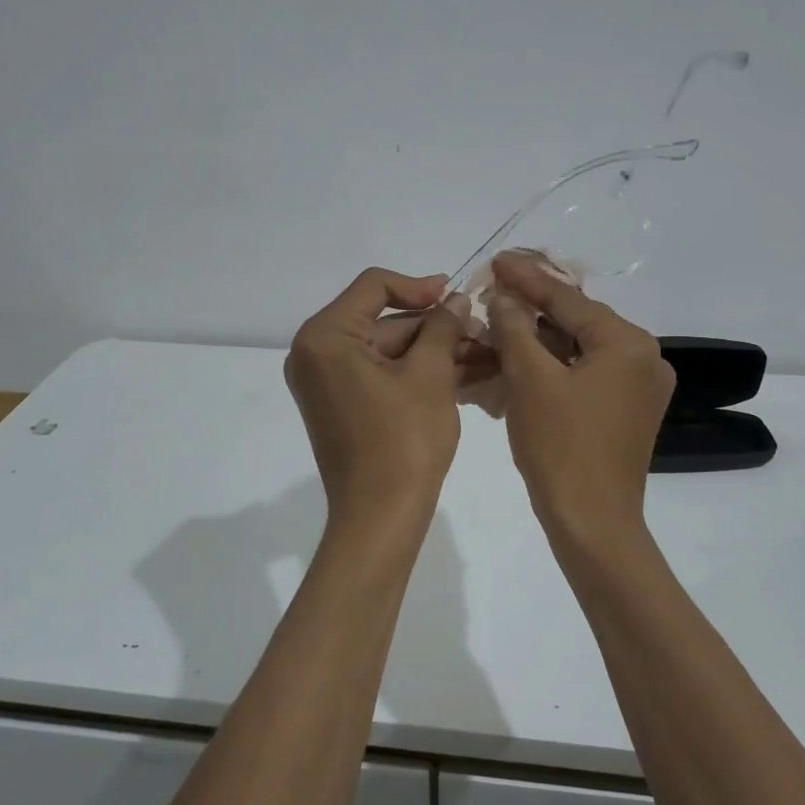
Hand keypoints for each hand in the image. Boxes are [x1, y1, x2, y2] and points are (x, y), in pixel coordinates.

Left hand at [285, 268, 465, 521]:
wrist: (380, 517)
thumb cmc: (403, 441)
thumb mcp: (430, 376)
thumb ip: (442, 327)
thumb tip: (456, 300)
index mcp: (325, 337)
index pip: (374, 287)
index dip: (420, 286)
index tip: (458, 297)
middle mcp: (317, 354)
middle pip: (385, 322)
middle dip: (438, 329)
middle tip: (485, 333)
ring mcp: (328, 383)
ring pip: (390, 352)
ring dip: (436, 353)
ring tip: (487, 356)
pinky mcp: (344, 406)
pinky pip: (384, 377)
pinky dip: (420, 375)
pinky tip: (467, 376)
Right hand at [487, 251, 674, 537]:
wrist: (592, 522)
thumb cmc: (560, 447)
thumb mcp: (530, 380)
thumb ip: (515, 329)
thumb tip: (504, 296)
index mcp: (628, 344)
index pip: (569, 300)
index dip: (527, 279)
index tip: (497, 259)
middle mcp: (644, 358)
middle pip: (578, 322)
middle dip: (532, 308)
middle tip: (495, 288)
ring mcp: (640, 387)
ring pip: (580, 349)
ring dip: (539, 339)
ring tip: (501, 321)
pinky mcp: (628, 411)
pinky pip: (586, 375)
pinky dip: (554, 366)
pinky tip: (522, 358)